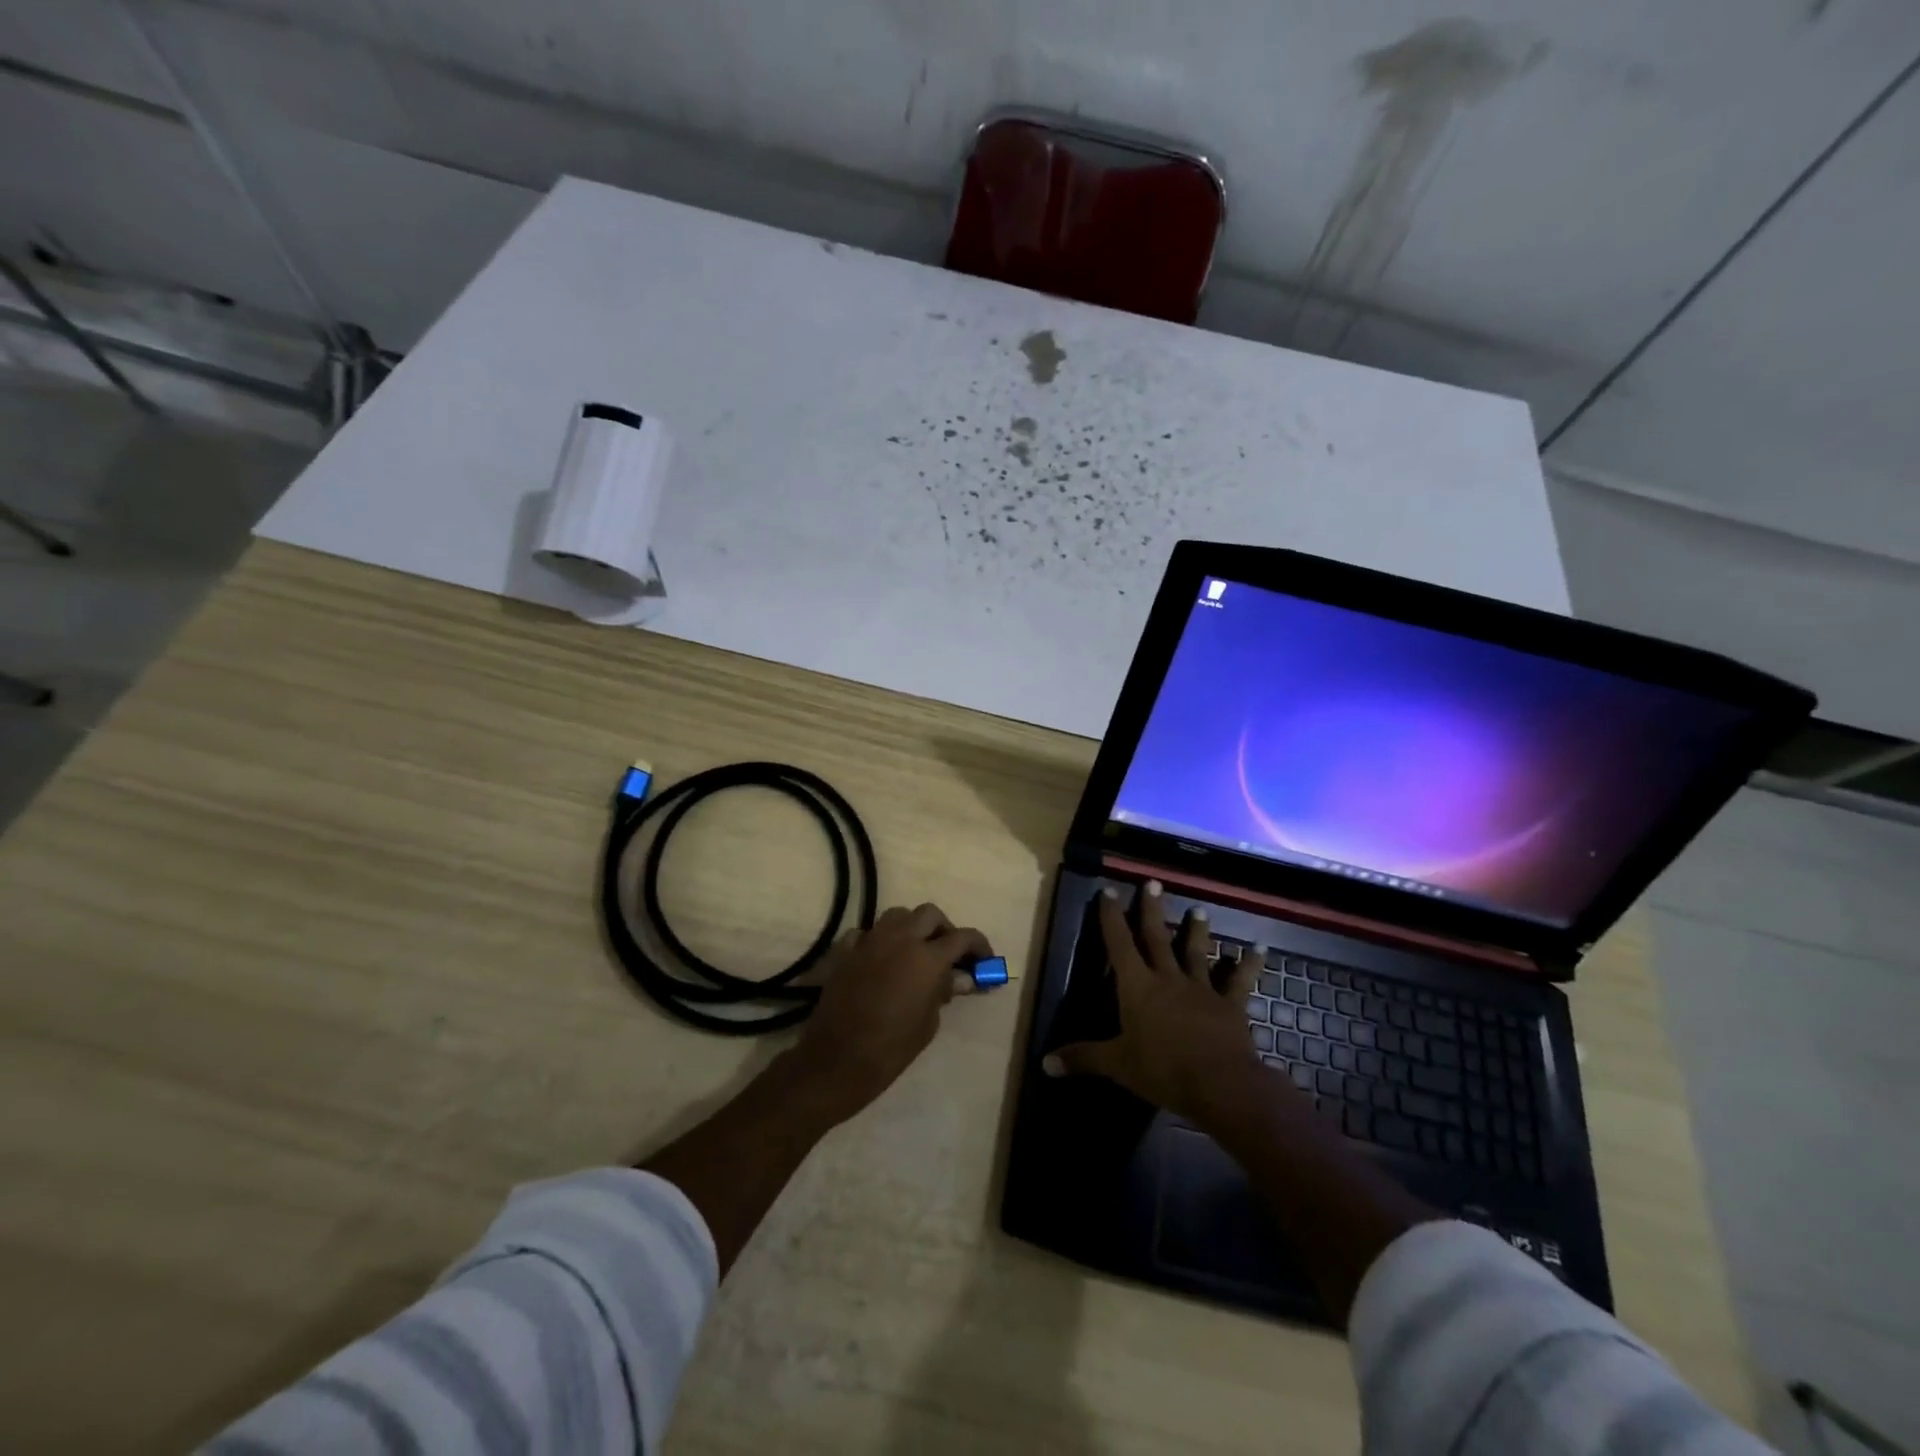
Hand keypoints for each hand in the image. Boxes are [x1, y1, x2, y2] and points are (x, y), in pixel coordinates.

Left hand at [783, 903, 991, 1123]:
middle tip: (948, 952)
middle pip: (929, 914)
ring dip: (911, 927)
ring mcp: (870, 940)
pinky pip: (866, 933)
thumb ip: (943, 991)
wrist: (838, 1058)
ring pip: (897, 915)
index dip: (978, 945)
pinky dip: (877, 942)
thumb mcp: (929, 1022)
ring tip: (914, 951)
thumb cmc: (892, 1047)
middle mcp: (900, 939)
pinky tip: (879, 961)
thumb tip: (955, 977)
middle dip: (943, 929)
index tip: (984, 959)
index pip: (962, 937)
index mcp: (927, 957)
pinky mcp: (845, 950)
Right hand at [1045, 881, 1275, 1128]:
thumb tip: (1045, 1063)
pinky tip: (1259, 948)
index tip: (1108, 891)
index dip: (1111, 917)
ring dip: (1196, 930)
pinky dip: (1249, 963)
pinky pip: (1240, 980)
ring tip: (1199, 909)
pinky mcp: (1230, 1004)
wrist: (1220, 1083)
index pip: (1119, 944)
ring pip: (1197, 952)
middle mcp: (1168, 978)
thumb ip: (1083, 1058)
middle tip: (1153, 883)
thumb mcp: (1117, 1065)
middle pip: (1157, 937)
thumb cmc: (1162, 1069)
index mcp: (1137, 987)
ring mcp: (1201, 989)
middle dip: (1152, 910)